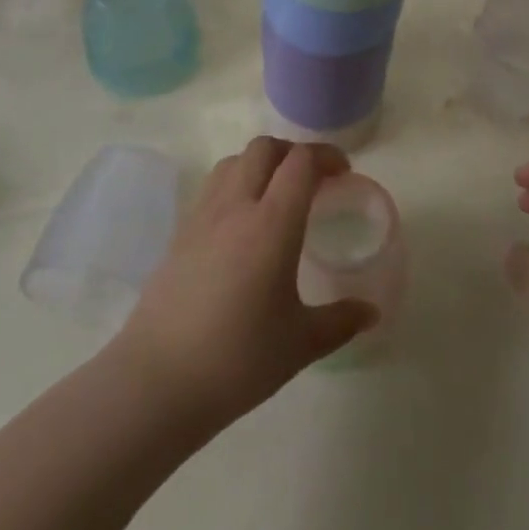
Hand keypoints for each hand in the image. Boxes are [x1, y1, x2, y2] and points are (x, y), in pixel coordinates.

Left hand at [114, 137, 377, 430]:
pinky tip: (243, 225)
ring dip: (261, 164)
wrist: (157, 380)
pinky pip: (213, 188)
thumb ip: (340, 321)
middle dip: (293, 153)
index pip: (300, 162)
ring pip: (234, 162)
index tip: (343, 173)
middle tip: (314, 180)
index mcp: (271, 224)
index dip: (326, 156)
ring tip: (278, 195)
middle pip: (264, 149)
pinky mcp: (180, 234)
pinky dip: (235, 185)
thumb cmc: (237, 360)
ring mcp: (202, 217)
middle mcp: (236, 207)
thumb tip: (371, 313)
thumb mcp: (300, 344)